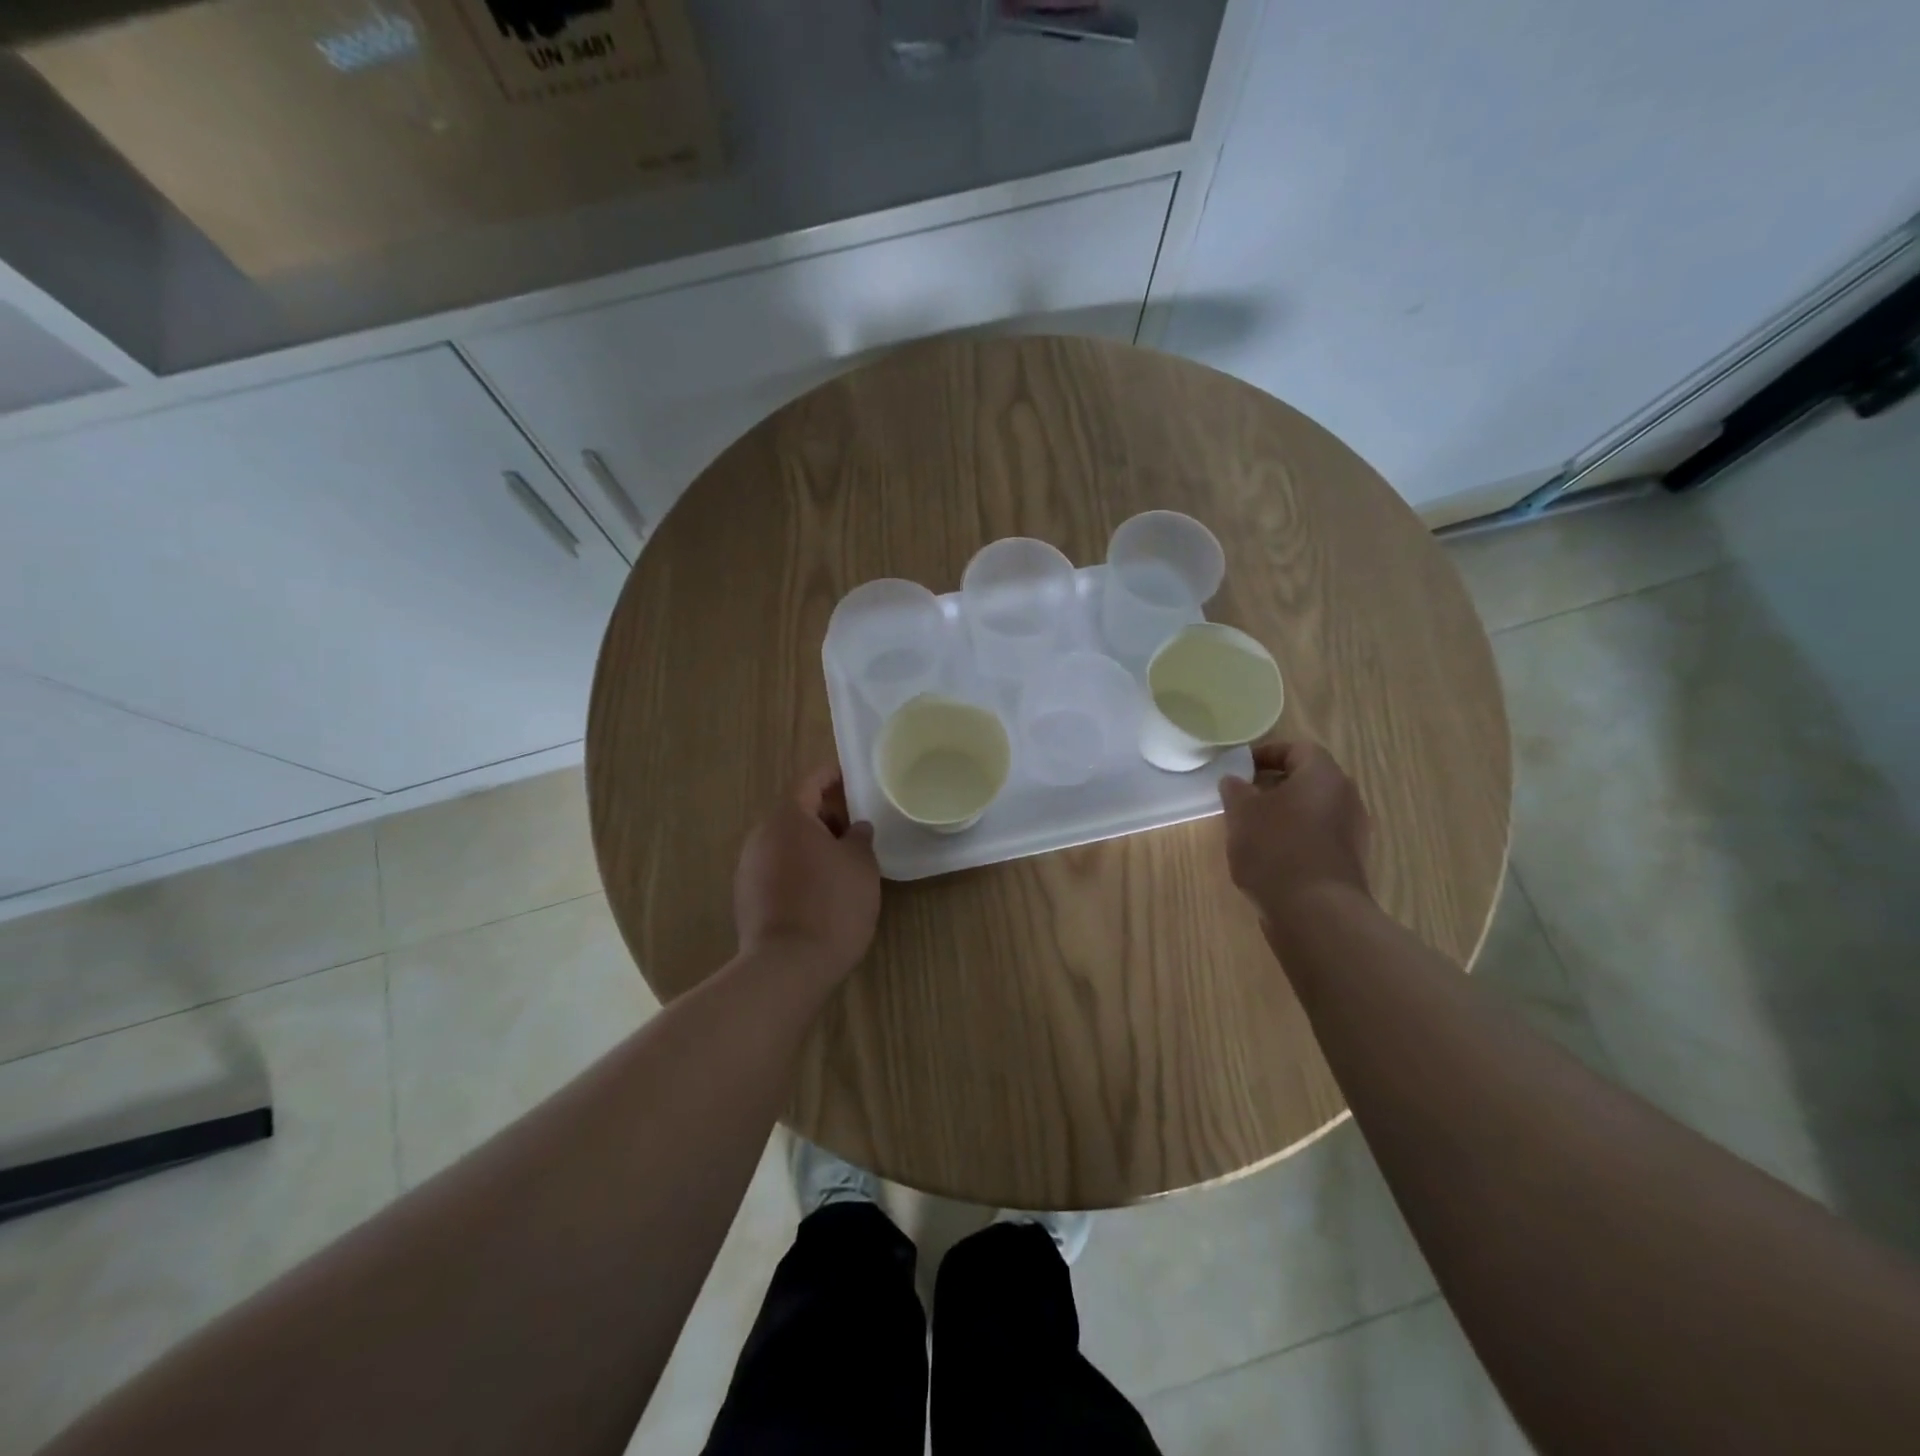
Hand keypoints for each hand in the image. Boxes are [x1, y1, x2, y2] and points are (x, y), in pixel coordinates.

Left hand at [733, 766, 880, 982]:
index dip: (832, 777)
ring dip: (811, 844)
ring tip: (842, 860)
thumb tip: (855, 828)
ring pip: (785, 842)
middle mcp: (761, 835)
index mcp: (788, 818)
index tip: (851, 777)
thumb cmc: (832, 905)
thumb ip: (859, 838)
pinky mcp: (746, 896)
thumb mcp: (861, 865)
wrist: (787, 966)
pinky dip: (798, 867)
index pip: (810, 782)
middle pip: (795, 813)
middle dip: (825, 815)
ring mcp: (748, 867)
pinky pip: (776, 868)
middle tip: (855, 826)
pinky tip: (820, 888)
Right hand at [1219, 741, 1372, 923]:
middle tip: (1242, 798)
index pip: (1297, 748)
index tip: (1239, 769)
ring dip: (1284, 813)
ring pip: (1313, 809)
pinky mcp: (1349, 861)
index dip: (1266, 754)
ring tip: (1251, 829)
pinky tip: (1270, 856)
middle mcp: (1346, 797)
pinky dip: (1295, 837)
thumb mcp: (1241, 814)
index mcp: (1323, 775)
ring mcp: (1353, 831)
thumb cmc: (1275, 849)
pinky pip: (1319, 836)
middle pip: (1308, 779)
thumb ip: (1236, 790)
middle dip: (1273, 785)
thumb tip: (1234, 780)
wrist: (1315, 912)